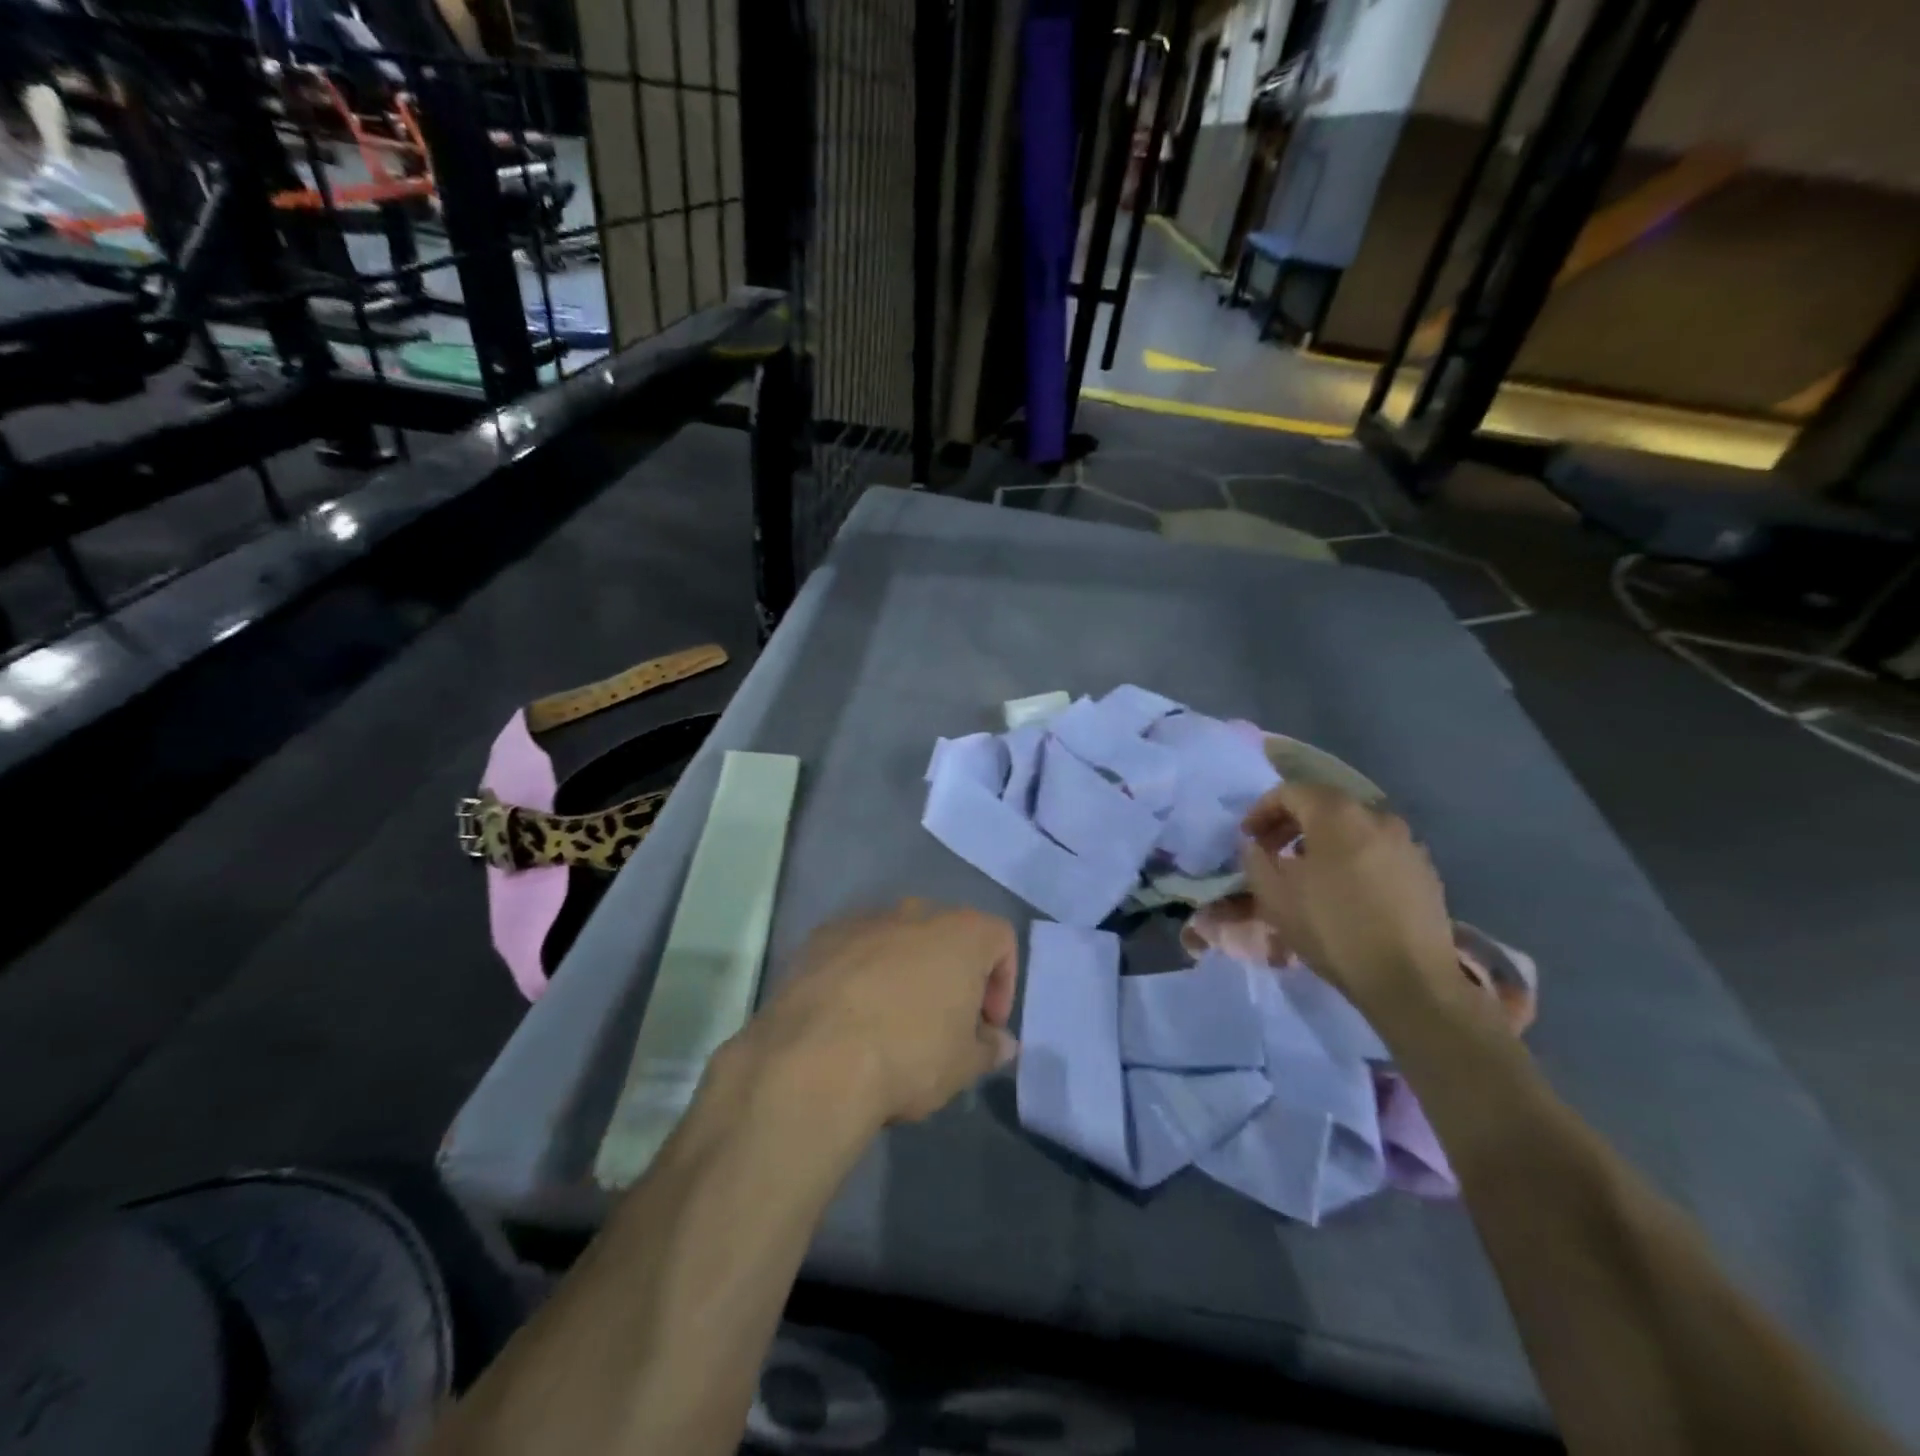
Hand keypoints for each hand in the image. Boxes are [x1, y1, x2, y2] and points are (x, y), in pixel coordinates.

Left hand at [750, 900, 1019, 1125]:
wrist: (814, 1059)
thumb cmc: (908, 1056)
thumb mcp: (963, 1065)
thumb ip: (989, 1048)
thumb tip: (1001, 1042)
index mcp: (961, 932)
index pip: (1001, 939)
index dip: (1003, 983)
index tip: (986, 1026)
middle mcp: (916, 912)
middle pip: (949, 934)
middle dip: (953, 974)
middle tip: (945, 1023)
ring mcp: (865, 920)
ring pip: (899, 939)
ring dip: (905, 971)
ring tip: (892, 1021)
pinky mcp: (821, 936)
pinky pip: (856, 949)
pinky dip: (862, 972)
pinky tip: (850, 1016)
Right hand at [1238, 782, 1461, 1017]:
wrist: (1410, 980)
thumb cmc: (1333, 929)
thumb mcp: (1274, 896)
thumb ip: (1255, 859)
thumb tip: (1254, 845)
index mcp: (1337, 814)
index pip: (1290, 792)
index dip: (1261, 810)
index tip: (1248, 838)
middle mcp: (1377, 817)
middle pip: (1324, 805)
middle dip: (1291, 824)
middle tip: (1272, 852)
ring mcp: (1407, 843)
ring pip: (1353, 829)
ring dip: (1323, 842)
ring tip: (1307, 873)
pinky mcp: (1425, 872)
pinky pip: (1378, 851)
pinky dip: (1353, 859)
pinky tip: (1344, 891)